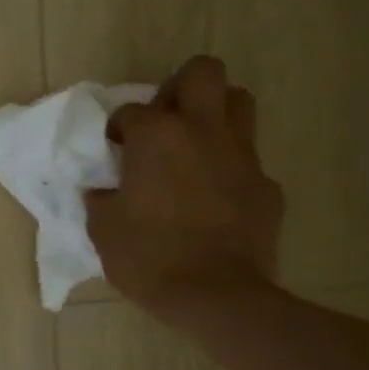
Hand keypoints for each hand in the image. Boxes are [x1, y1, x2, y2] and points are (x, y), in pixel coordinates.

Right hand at [86, 56, 284, 320]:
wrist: (217, 297)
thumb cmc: (148, 256)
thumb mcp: (103, 226)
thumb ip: (102, 196)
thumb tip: (105, 189)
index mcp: (156, 136)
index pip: (131, 110)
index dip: (118, 128)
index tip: (114, 150)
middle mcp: (203, 131)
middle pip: (203, 72)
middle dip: (180, 87)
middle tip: (163, 121)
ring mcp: (242, 156)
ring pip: (238, 103)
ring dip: (213, 114)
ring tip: (191, 145)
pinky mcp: (267, 186)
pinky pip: (247, 159)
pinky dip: (228, 166)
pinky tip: (213, 196)